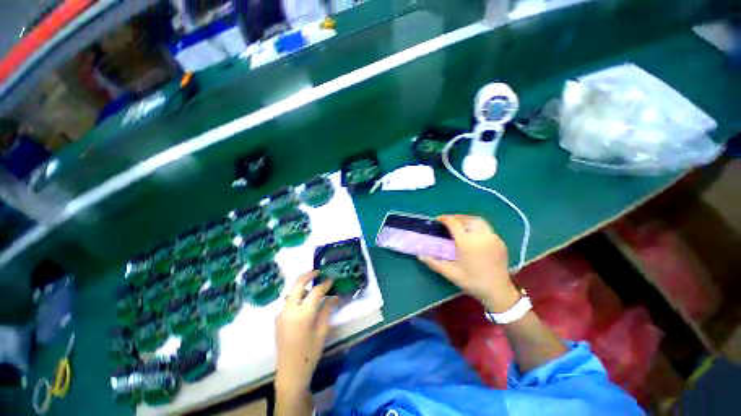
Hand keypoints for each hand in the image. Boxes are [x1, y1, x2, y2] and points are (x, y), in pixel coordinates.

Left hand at [275, 271, 337, 392]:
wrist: (290, 372)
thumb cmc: (310, 353)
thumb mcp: (322, 331)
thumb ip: (327, 310)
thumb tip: (335, 296)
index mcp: (303, 314)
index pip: (316, 291)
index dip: (325, 284)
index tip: (331, 280)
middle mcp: (289, 310)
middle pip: (298, 284)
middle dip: (308, 275)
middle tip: (318, 272)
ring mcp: (281, 314)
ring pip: (291, 292)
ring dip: (301, 285)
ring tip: (313, 286)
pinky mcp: (278, 319)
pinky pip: (288, 301)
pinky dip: (297, 295)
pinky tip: (304, 301)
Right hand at [419, 215, 519, 311]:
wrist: (498, 292)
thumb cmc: (473, 282)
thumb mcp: (451, 273)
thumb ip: (434, 262)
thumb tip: (419, 255)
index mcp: (467, 242)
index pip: (454, 223)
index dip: (444, 219)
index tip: (437, 220)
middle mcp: (480, 236)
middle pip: (467, 218)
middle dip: (456, 217)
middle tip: (448, 221)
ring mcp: (492, 238)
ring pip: (478, 221)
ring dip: (467, 220)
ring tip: (459, 225)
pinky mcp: (500, 242)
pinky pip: (486, 229)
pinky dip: (477, 226)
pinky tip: (472, 235)